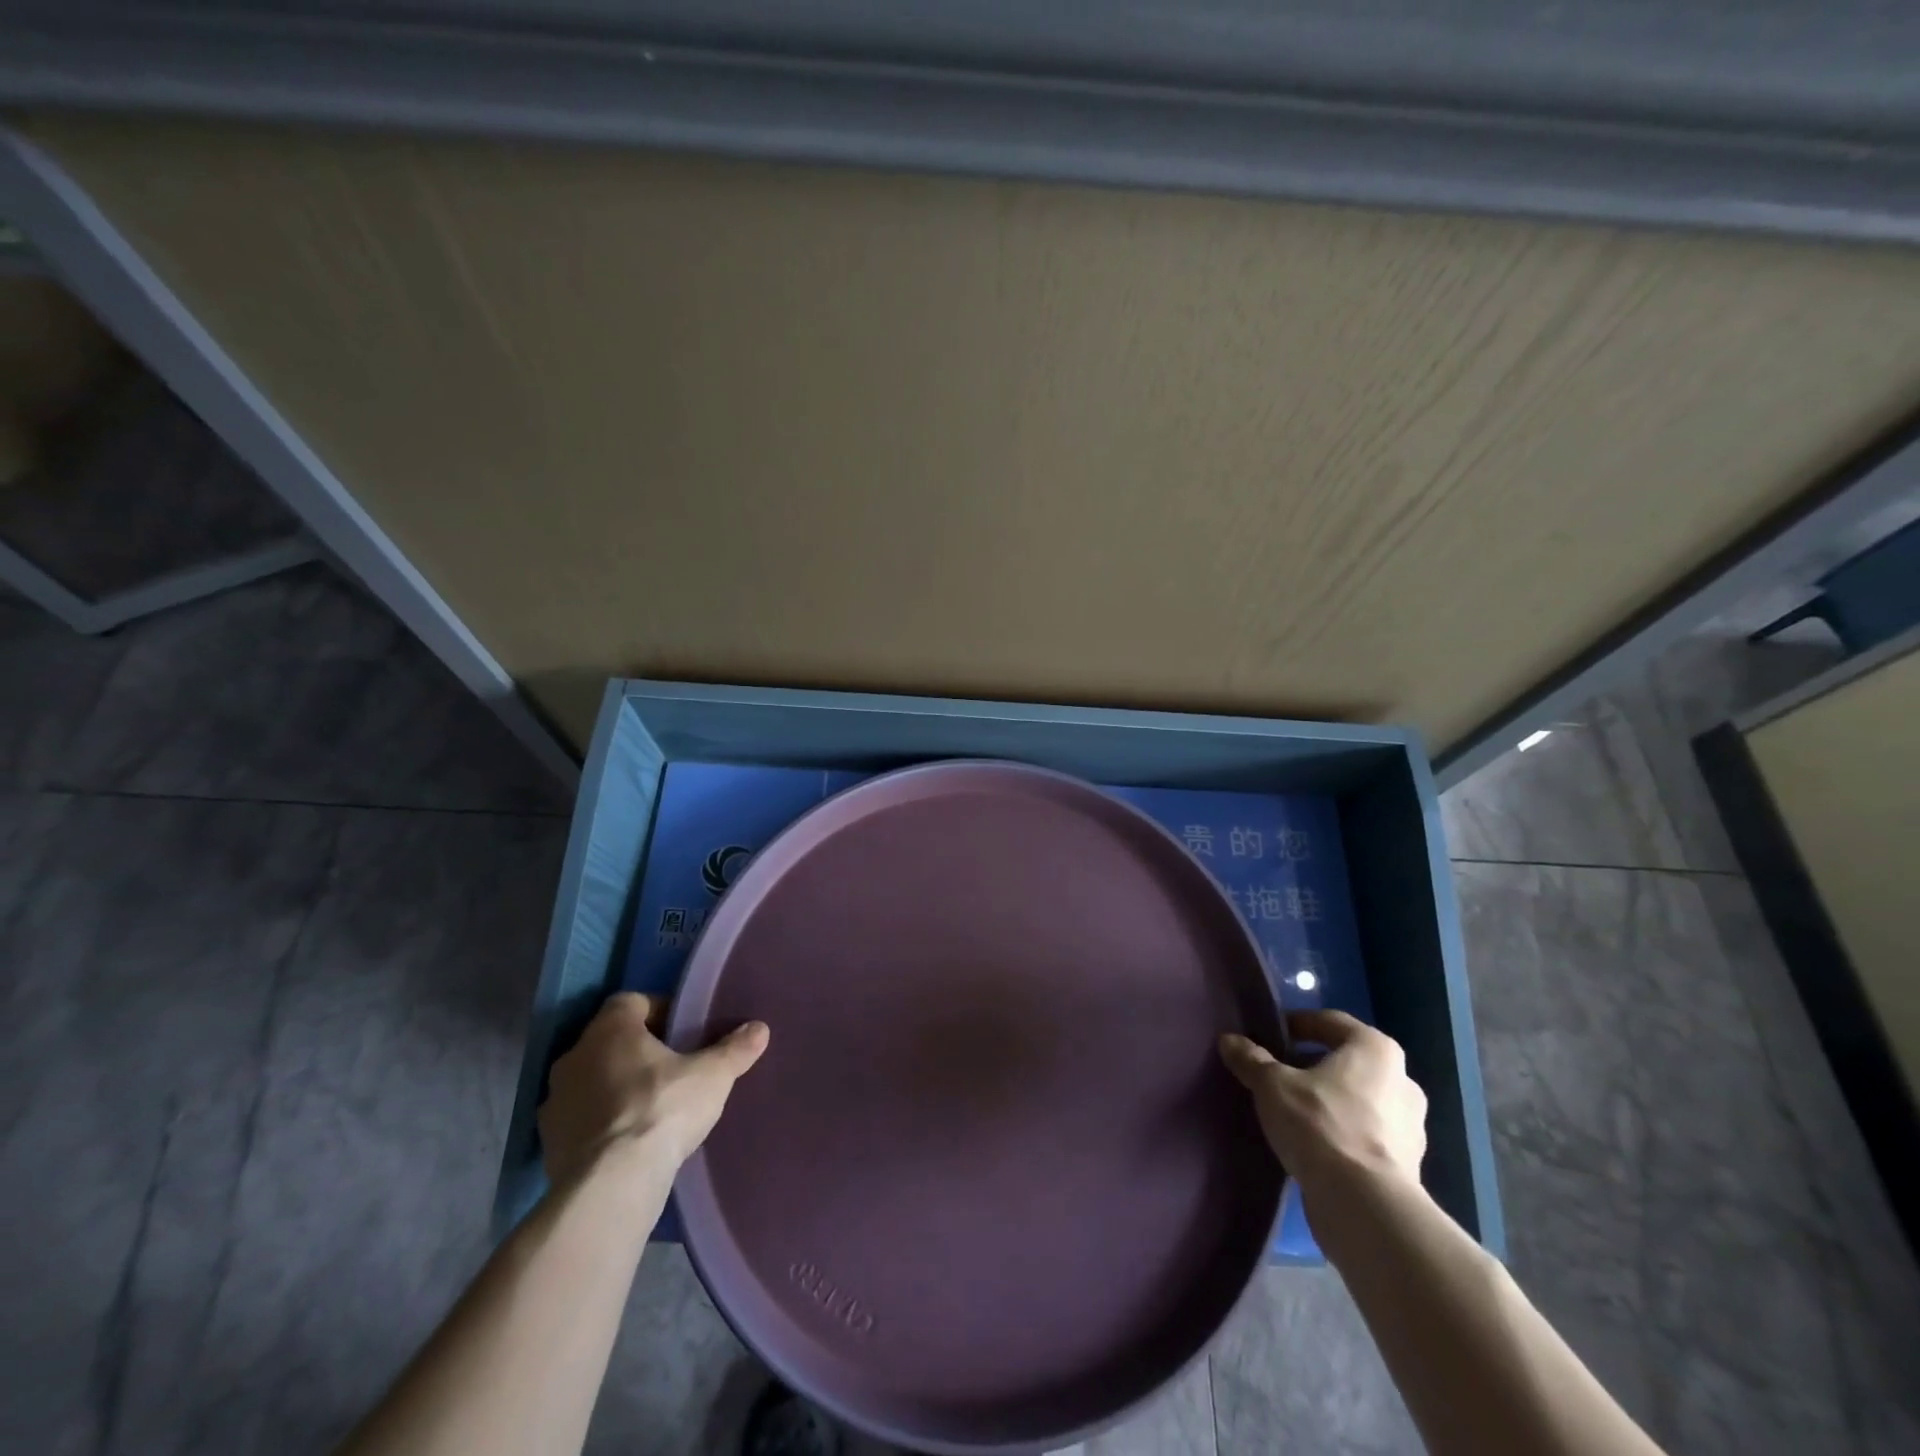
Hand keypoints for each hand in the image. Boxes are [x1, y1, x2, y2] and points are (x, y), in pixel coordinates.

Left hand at [538, 992, 769, 1183]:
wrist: (610, 1184)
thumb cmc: (662, 1110)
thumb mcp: (712, 1076)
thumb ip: (735, 1049)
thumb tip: (760, 1028)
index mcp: (611, 1029)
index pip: (632, 1002)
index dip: (659, 1010)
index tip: (683, 1029)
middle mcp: (575, 1055)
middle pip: (610, 1040)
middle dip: (638, 1050)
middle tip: (672, 1066)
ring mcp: (555, 1100)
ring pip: (591, 1079)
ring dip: (615, 1086)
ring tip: (650, 1106)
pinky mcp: (548, 1142)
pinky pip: (580, 1118)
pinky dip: (600, 1122)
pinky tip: (627, 1140)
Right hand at [1219, 1009, 1425, 1198]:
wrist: (1365, 1206)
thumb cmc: (1320, 1124)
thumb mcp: (1272, 1084)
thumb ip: (1251, 1059)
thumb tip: (1229, 1041)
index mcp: (1376, 1050)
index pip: (1331, 1022)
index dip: (1297, 1025)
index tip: (1271, 1036)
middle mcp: (1402, 1081)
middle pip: (1347, 1062)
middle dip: (1313, 1065)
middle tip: (1279, 1073)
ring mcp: (1410, 1127)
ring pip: (1359, 1099)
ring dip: (1329, 1100)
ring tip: (1292, 1111)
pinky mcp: (1407, 1166)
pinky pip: (1365, 1134)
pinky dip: (1341, 1132)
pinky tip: (1312, 1143)